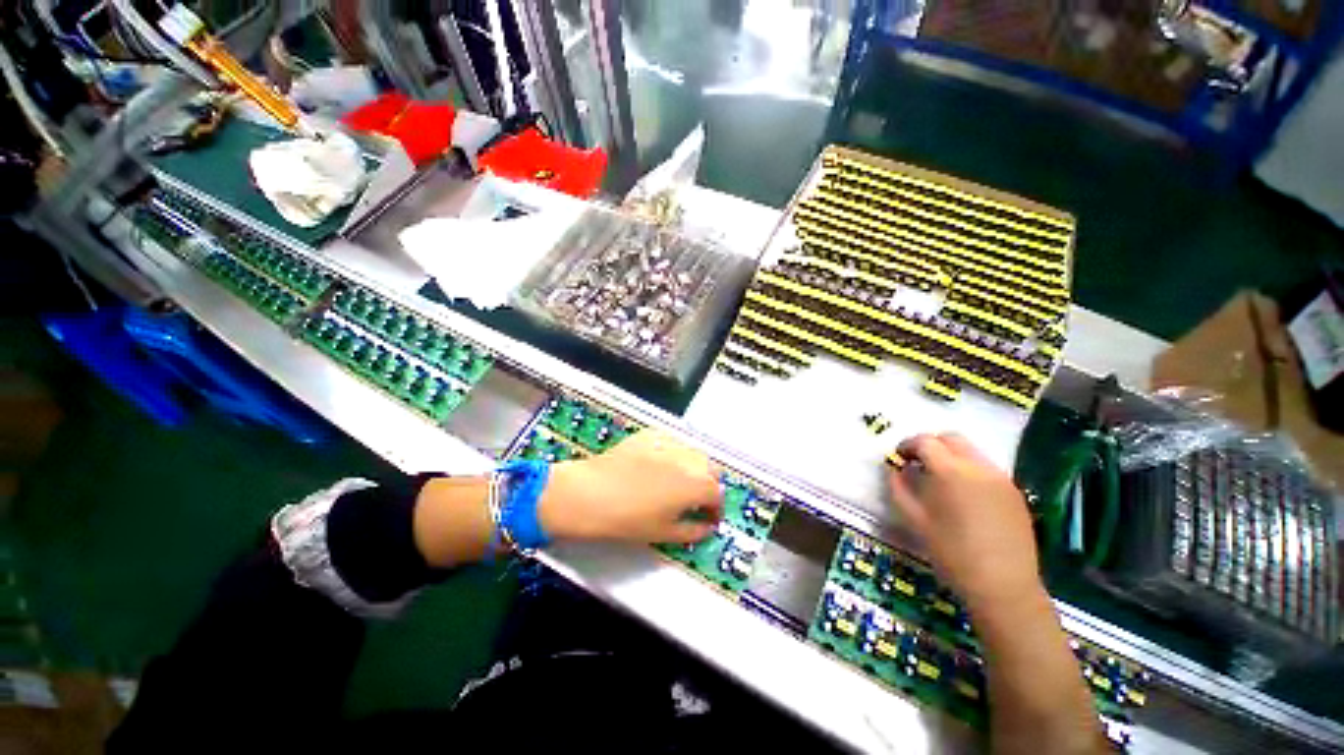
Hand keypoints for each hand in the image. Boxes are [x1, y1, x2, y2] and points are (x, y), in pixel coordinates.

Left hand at [539, 429, 722, 543]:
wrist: (590, 494)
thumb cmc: (629, 520)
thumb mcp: (665, 533)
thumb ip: (694, 530)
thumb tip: (707, 527)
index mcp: (697, 484)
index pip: (718, 495)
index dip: (716, 510)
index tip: (709, 518)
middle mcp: (689, 459)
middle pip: (711, 469)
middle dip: (708, 485)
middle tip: (694, 500)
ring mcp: (670, 443)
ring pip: (693, 452)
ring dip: (693, 467)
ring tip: (677, 481)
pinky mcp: (651, 434)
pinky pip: (671, 442)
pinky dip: (673, 454)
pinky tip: (658, 465)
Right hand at [887, 433, 1041, 611]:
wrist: (1003, 587)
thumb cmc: (951, 554)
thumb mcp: (914, 520)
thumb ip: (899, 487)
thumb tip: (894, 469)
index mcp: (950, 472)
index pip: (925, 441)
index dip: (907, 445)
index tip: (899, 458)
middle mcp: (978, 467)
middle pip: (951, 438)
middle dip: (930, 445)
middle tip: (918, 463)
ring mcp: (1001, 478)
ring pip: (971, 451)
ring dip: (951, 456)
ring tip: (940, 480)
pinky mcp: (1015, 492)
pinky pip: (987, 468)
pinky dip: (969, 470)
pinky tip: (964, 495)